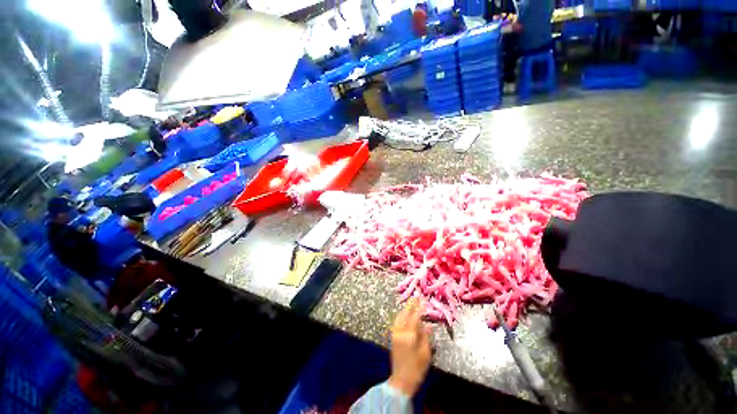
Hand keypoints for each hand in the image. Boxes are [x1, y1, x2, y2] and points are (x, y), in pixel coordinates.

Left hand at [388, 299, 431, 396]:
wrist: (401, 381)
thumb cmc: (417, 369)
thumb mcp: (425, 354)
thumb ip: (425, 337)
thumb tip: (428, 324)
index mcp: (409, 336)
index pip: (415, 317)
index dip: (419, 308)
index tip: (422, 300)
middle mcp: (400, 332)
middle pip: (405, 314)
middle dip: (411, 305)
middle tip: (416, 297)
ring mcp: (395, 334)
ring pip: (399, 316)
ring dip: (405, 309)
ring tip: (411, 303)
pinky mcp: (393, 337)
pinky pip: (397, 322)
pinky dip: (401, 315)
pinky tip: (405, 314)